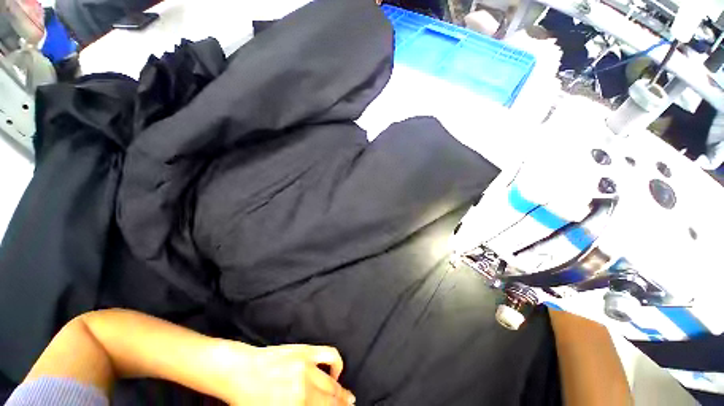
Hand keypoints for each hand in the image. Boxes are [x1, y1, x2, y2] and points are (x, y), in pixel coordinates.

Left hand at [214, 343, 355, 405]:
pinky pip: (329, 354)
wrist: (240, 370)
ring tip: (345, 395)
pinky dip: (337, 363)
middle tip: (348, 405)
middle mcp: (304, 389)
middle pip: (330, 400)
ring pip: (332, 382)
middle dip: (341, 404)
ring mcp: (307, 366)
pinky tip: (336, 371)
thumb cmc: (249, 399)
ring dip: (341, 391)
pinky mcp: (306, 350)